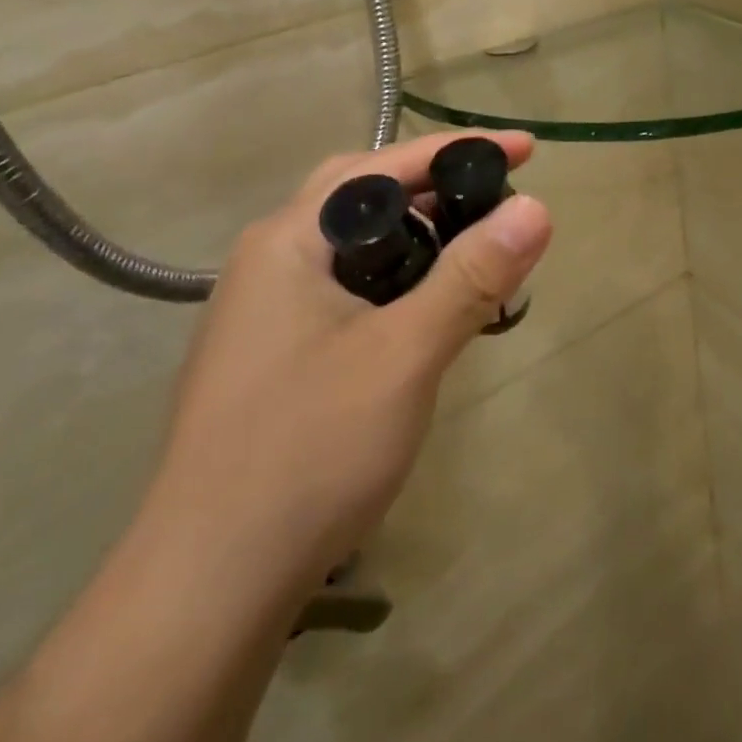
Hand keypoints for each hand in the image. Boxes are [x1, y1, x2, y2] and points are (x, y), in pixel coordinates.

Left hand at [147, 131, 552, 617]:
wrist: (206, 589)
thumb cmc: (308, 450)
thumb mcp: (405, 354)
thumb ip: (471, 276)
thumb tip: (535, 207)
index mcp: (288, 240)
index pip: (386, 166)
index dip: (460, 151)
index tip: (527, 152)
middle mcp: (269, 261)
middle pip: (363, 197)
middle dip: (433, 188)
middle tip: (493, 199)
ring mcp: (264, 312)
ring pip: (354, 247)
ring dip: (416, 237)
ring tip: (472, 252)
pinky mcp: (273, 356)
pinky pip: (345, 289)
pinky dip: (395, 281)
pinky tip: (425, 313)